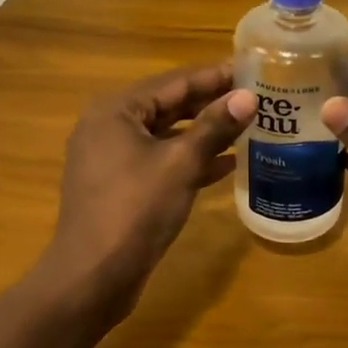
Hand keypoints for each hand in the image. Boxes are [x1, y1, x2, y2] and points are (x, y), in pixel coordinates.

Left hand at [42, 63, 254, 318]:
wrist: (92, 278)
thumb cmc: (135, 210)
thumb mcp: (181, 164)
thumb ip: (215, 127)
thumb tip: (249, 97)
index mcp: (116, 110)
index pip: (175, 81)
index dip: (216, 76)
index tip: (252, 69)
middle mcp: (109, 125)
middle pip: (169, 104)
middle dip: (212, 103)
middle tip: (256, 97)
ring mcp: (111, 157)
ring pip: (166, 134)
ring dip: (204, 132)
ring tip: (248, 126)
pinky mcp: (120, 185)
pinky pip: (160, 160)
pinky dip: (190, 159)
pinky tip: (227, 163)